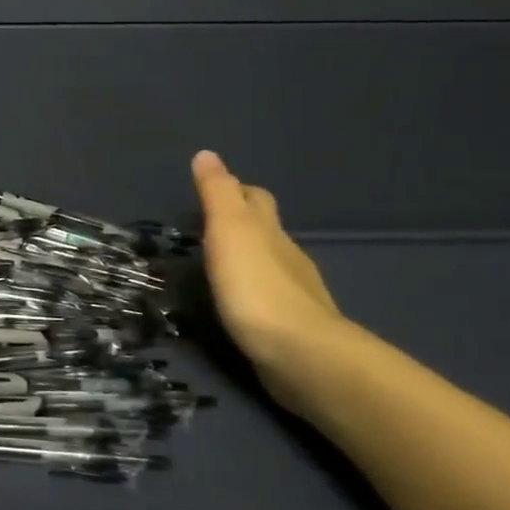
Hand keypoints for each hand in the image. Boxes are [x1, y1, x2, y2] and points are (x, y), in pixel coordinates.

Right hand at [191, 150, 347, 409]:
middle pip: (268, 229)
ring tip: (222, 266)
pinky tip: (242, 304)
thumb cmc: (255, 286)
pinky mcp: (293, 328)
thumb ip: (218, 193)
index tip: (215, 191)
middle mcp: (287, 256)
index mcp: (269, 230)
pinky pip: (272, 298)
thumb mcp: (229, 229)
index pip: (256, 198)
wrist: (301, 355)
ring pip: (273, 264)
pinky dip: (257, 293)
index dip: (238, 190)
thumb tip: (208, 153)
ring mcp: (295, 294)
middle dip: (247, 223)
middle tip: (214, 226)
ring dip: (251, 260)